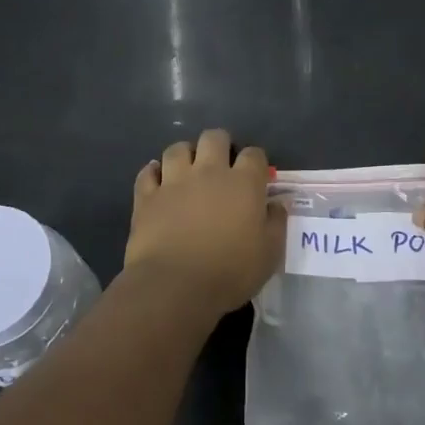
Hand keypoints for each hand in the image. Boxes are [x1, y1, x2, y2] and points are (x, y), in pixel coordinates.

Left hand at [124, 128, 285, 316]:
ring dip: (185, 154)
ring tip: (188, 168)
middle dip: (220, 144)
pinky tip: (157, 179)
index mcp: (243, 183)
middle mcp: (209, 172)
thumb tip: (278, 203)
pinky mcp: (147, 197)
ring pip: (177, 149)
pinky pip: (147, 173)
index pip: (254, 155)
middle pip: (214, 138)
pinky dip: (153, 173)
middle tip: (221, 163)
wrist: (175, 286)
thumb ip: (276, 223)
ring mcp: (174, 182)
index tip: (256, 175)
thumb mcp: (269, 253)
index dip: (256, 161)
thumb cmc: (230, 271)